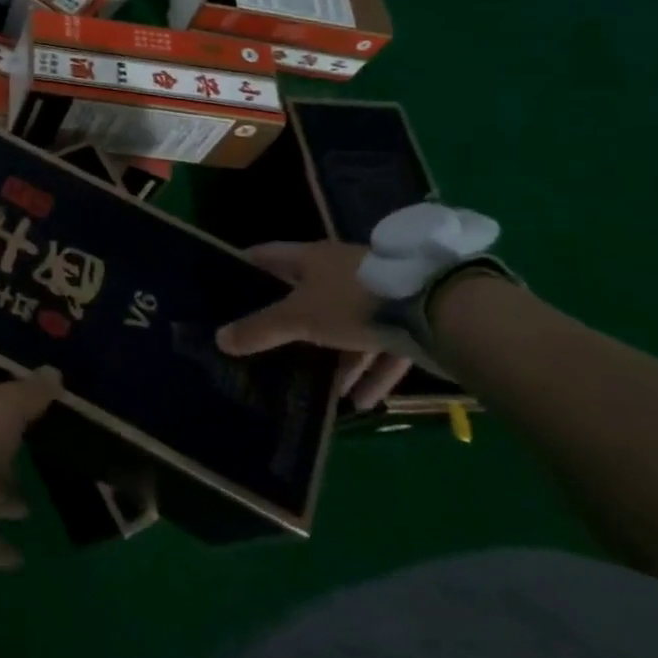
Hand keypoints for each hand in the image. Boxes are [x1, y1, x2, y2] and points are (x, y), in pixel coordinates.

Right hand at [215, 242, 418, 411]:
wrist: (438, 310)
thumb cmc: (354, 302)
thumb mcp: (300, 317)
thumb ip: (260, 329)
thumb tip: (219, 338)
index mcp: (313, 259)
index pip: (269, 255)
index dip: (247, 266)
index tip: (227, 282)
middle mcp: (342, 271)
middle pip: (308, 295)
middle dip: (291, 322)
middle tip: (267, 344)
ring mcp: (377, 295)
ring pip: (347, 328)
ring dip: (338, 359)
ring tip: (326, 390)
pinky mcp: (407, 321)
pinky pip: (381, 349)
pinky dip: (371, 373)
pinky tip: (362, 402)